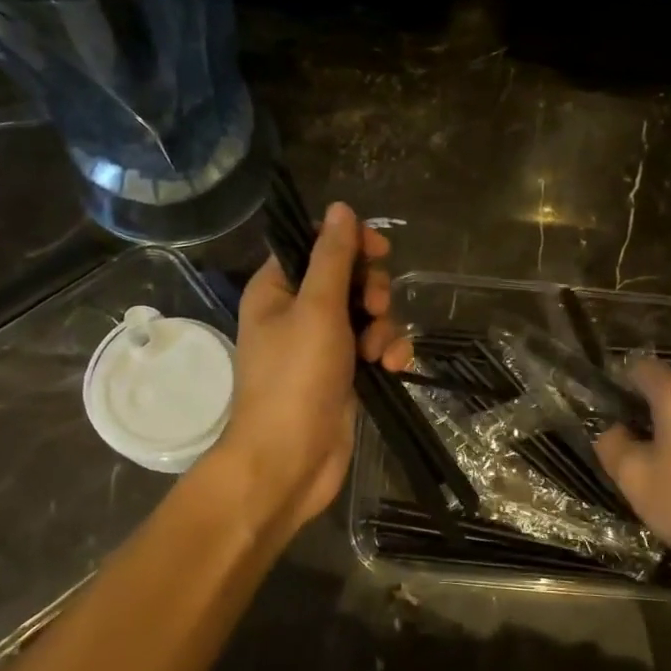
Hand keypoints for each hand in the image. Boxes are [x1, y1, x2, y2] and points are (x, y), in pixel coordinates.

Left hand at [211, 202, 411, 542]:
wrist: (288, 462)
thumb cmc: (295, 379)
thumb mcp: (317, 309)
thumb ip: (333, 257)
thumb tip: (340, 209)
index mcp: (278, 289)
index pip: (316, 245)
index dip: (350, 243)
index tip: (379, 250)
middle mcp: (298, 312)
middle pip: (349, 278)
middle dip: (371, 291)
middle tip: (373, 309)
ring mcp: (323, 345)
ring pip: (367, 314)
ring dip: (383, 327)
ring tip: (379, 352)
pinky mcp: (344, 374)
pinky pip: (374, 346)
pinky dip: (386, 352)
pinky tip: (392, 366)